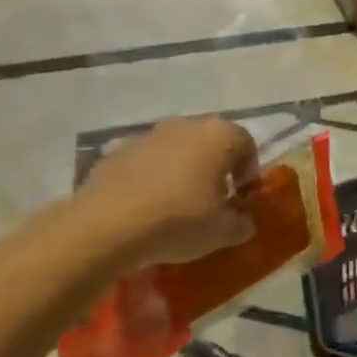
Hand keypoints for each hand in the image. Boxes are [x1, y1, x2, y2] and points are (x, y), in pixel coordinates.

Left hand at [81, 116, 259, 266]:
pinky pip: (145, 162)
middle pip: (210, 143)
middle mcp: (185, 125)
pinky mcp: (116, 151)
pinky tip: (145, 207)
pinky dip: (150, 178)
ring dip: (182, 171)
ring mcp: (147, 135)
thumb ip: (242, 224)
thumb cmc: (180, 220)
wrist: (108, 225)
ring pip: (176, 150)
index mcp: (219, 135)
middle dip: (215, 169)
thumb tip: (244, 221)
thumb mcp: (223, 232)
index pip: (247, 145)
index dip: (248, 172)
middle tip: (212, 201)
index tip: (240, 199)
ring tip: (176, 205)